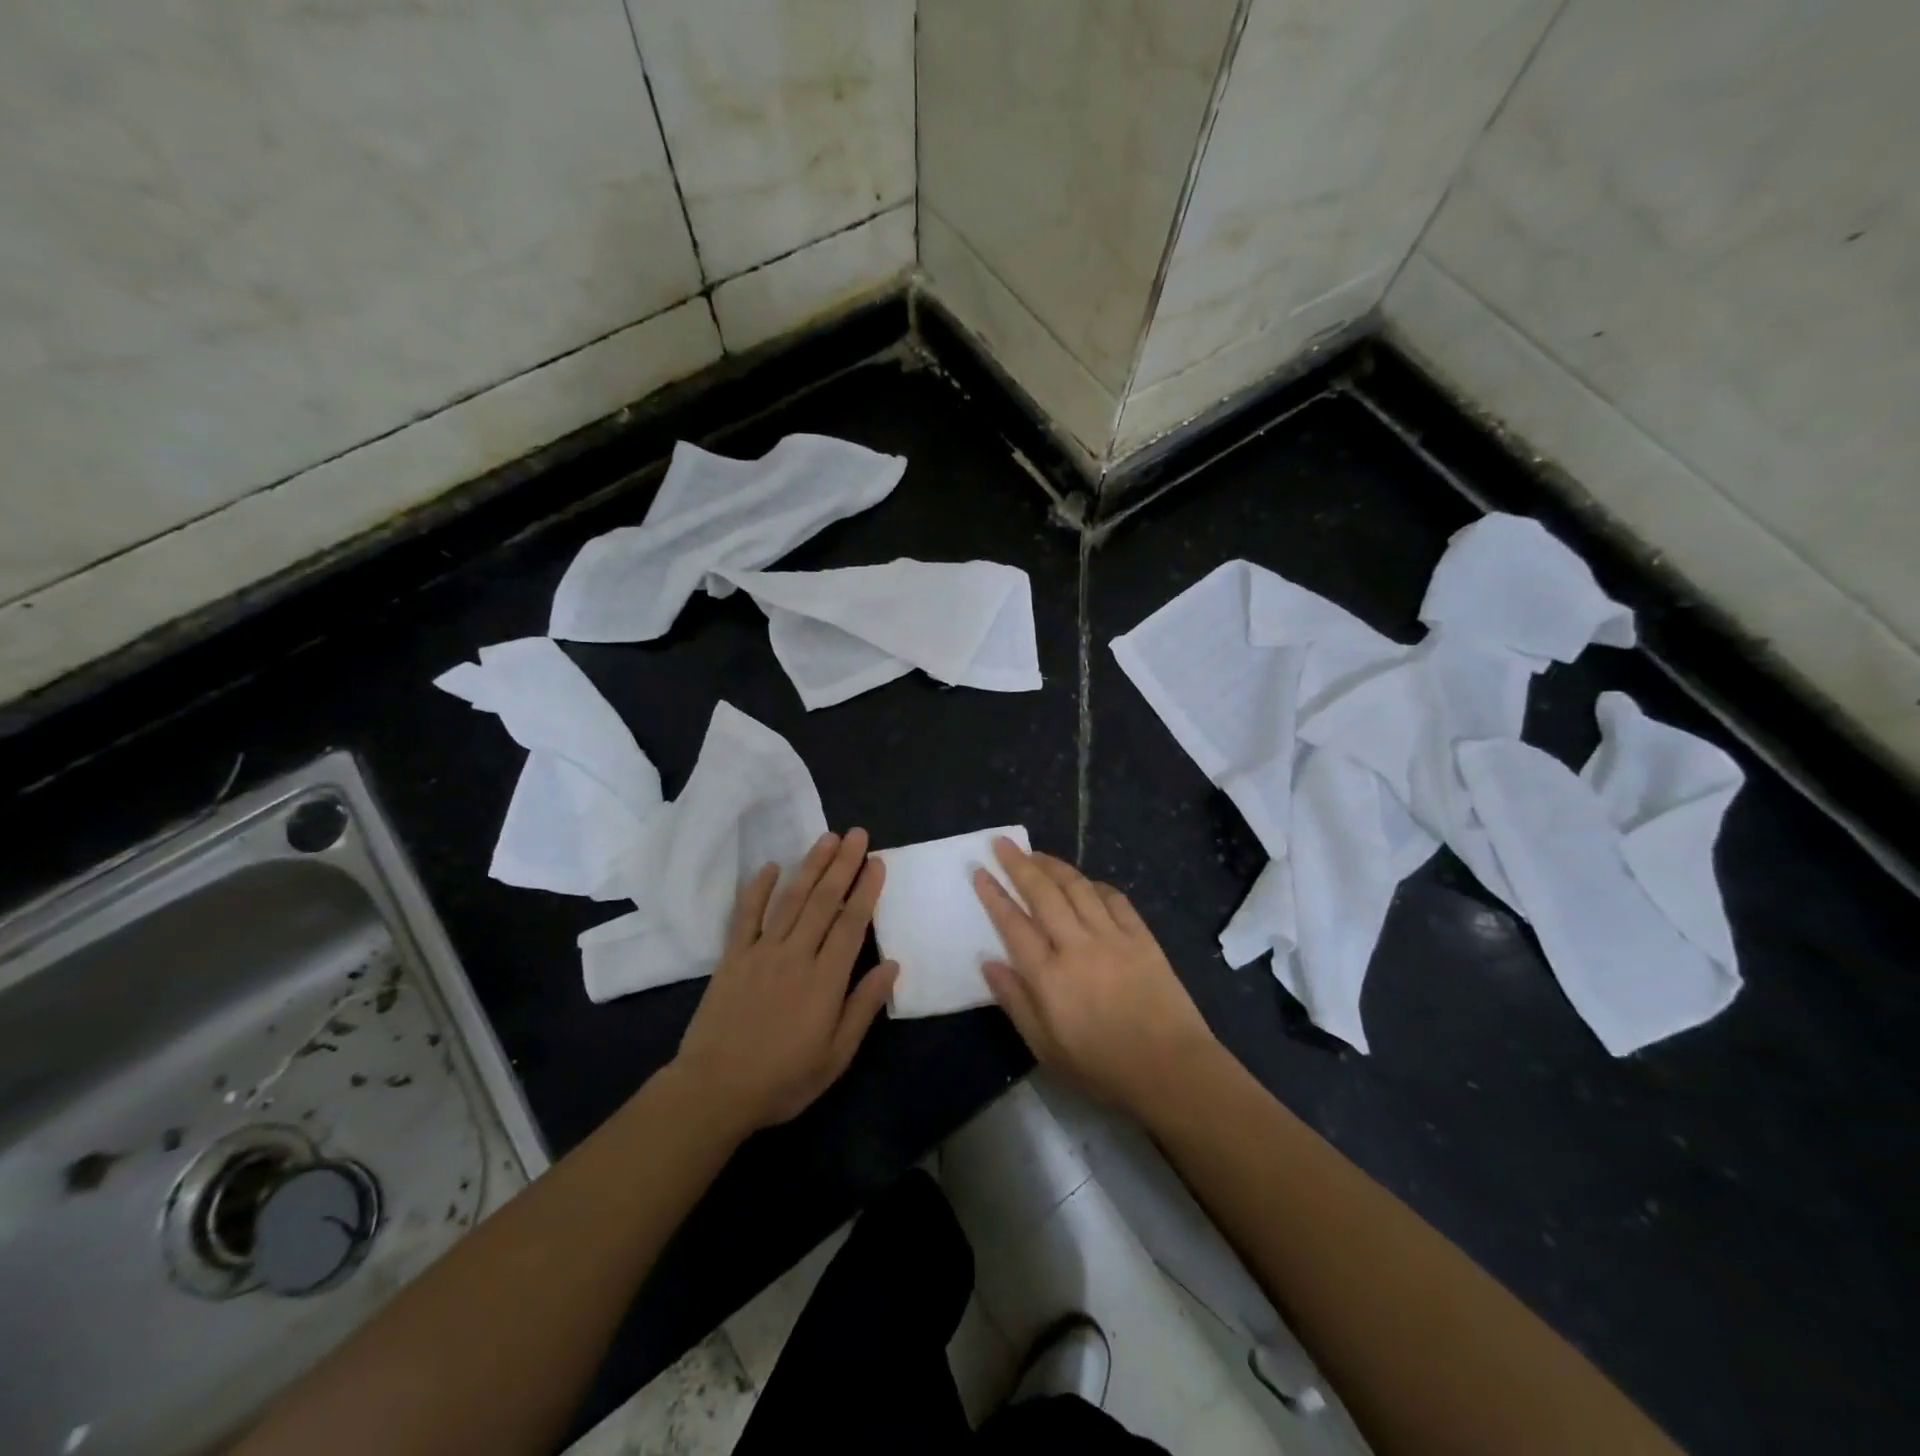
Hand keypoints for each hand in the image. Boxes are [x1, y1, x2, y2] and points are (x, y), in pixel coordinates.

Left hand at [673, 829, 897, 1135]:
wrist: (714, 1090)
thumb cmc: (783, 1080)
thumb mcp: (836, 1055)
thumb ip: (863, 1006)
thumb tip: (892, 965)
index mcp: (825, 980)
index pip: (851, 924)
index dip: (866, 889)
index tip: (877, 861)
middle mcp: (795, 956)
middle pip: (823, 901)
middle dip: (843, 864)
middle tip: (857, 834)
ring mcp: (761, 952)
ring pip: (790, 899)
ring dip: (810, 866)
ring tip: (827, 838)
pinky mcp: (732, 957)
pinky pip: (746, 915)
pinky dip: (758, 889)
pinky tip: (771, 866)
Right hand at [973, 838, 1219, 1119]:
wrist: (1170, 1069)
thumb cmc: (1101, 1066)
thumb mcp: (1045, 1047)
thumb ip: (1015, 1002)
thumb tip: (989, 962)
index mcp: (1048, 976)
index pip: (1013, 923)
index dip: (993, 894)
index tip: (979, 870)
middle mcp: (1076, 946)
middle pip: (1043, 893)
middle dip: (1019, 864)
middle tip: (1002, 843)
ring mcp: (1112, 937)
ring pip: (1077, 887)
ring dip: (1053, 865)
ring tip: (1036, 853)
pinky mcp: (1141, 936)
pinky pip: (1114, 898)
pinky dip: (1095, 885)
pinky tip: (1085, 882)